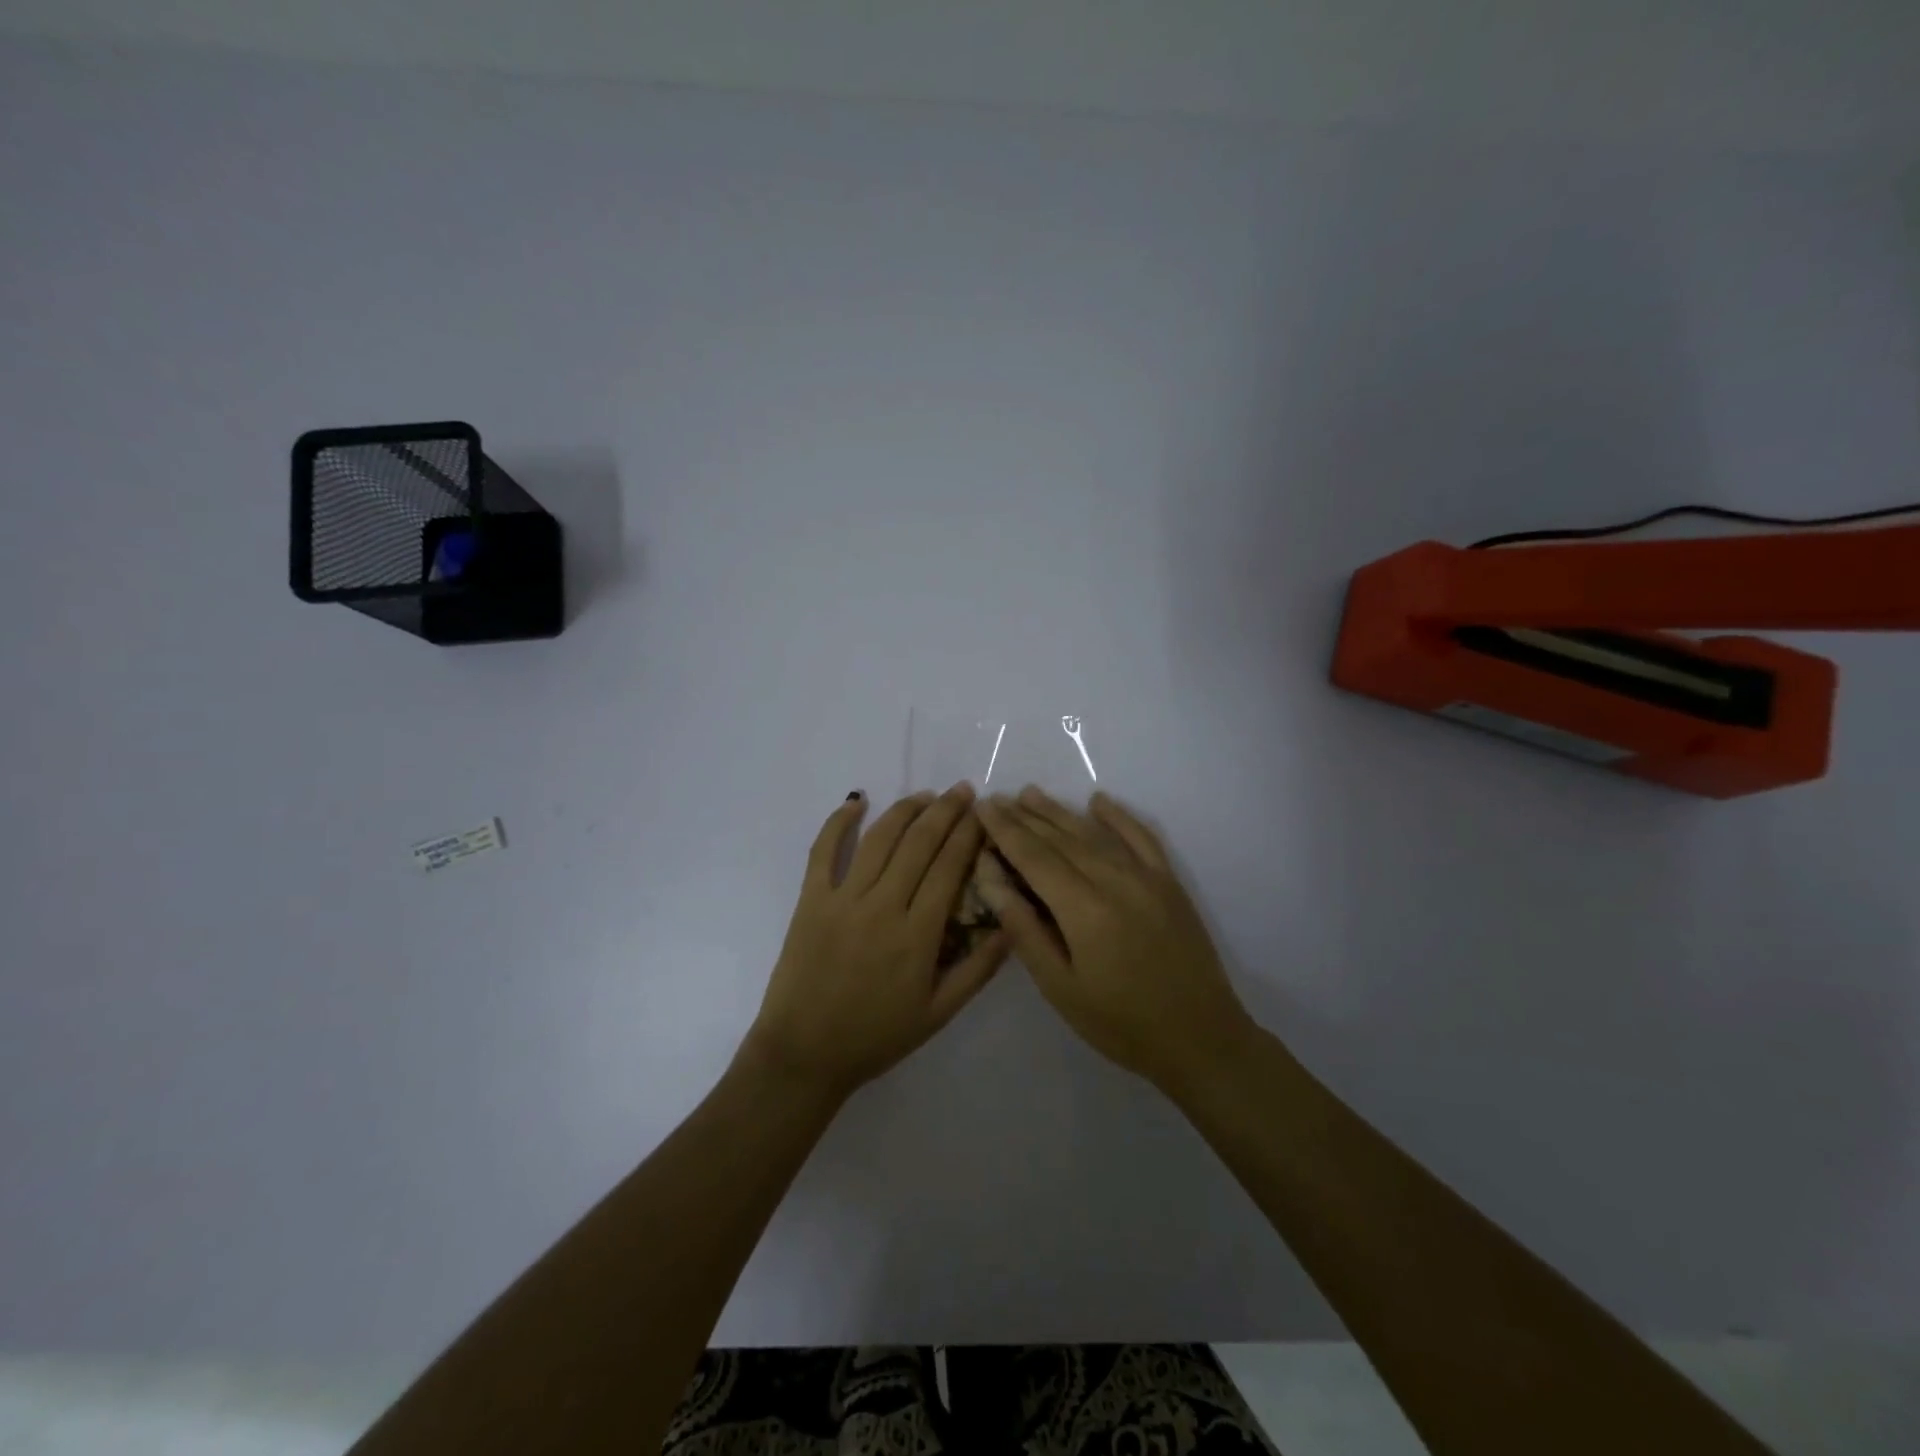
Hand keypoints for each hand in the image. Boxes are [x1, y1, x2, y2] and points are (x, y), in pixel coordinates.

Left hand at [742, 786, 1008, 1100]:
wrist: (805, 1054)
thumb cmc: (876, 1036)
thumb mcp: (939, 1013)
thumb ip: (978, 970)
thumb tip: (1011, 926)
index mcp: (917, 935)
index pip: (950, 868)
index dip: (968, 835)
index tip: (983, 813)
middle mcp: (882, 907)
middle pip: (919, 844)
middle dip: (945, 812)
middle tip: (963, 791)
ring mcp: (843, 900)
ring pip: (879, 839)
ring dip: (905, 810)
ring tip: (926, 795)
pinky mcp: (811, 900)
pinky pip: (823, 851)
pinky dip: (838, 821)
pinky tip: (856, 801)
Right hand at [975, 787, 1254, 1093]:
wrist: (1201, 1038)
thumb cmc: (1120, 1023)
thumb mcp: (1060, 986)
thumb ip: (1024, 928)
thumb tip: (989, 878)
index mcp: (1083, 908)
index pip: (1034, 856)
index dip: (1005, 830)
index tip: (982, 806)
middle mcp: (1114, 880)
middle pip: (1061, 838)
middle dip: (1026, 817)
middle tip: (998, 799)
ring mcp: (1147, 877)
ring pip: (1095, 833)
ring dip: (1061, 812)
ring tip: (1031, 794)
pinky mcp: (1169, 882)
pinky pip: (1141, 837)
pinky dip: (1118, 816)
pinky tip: (1099, 801)